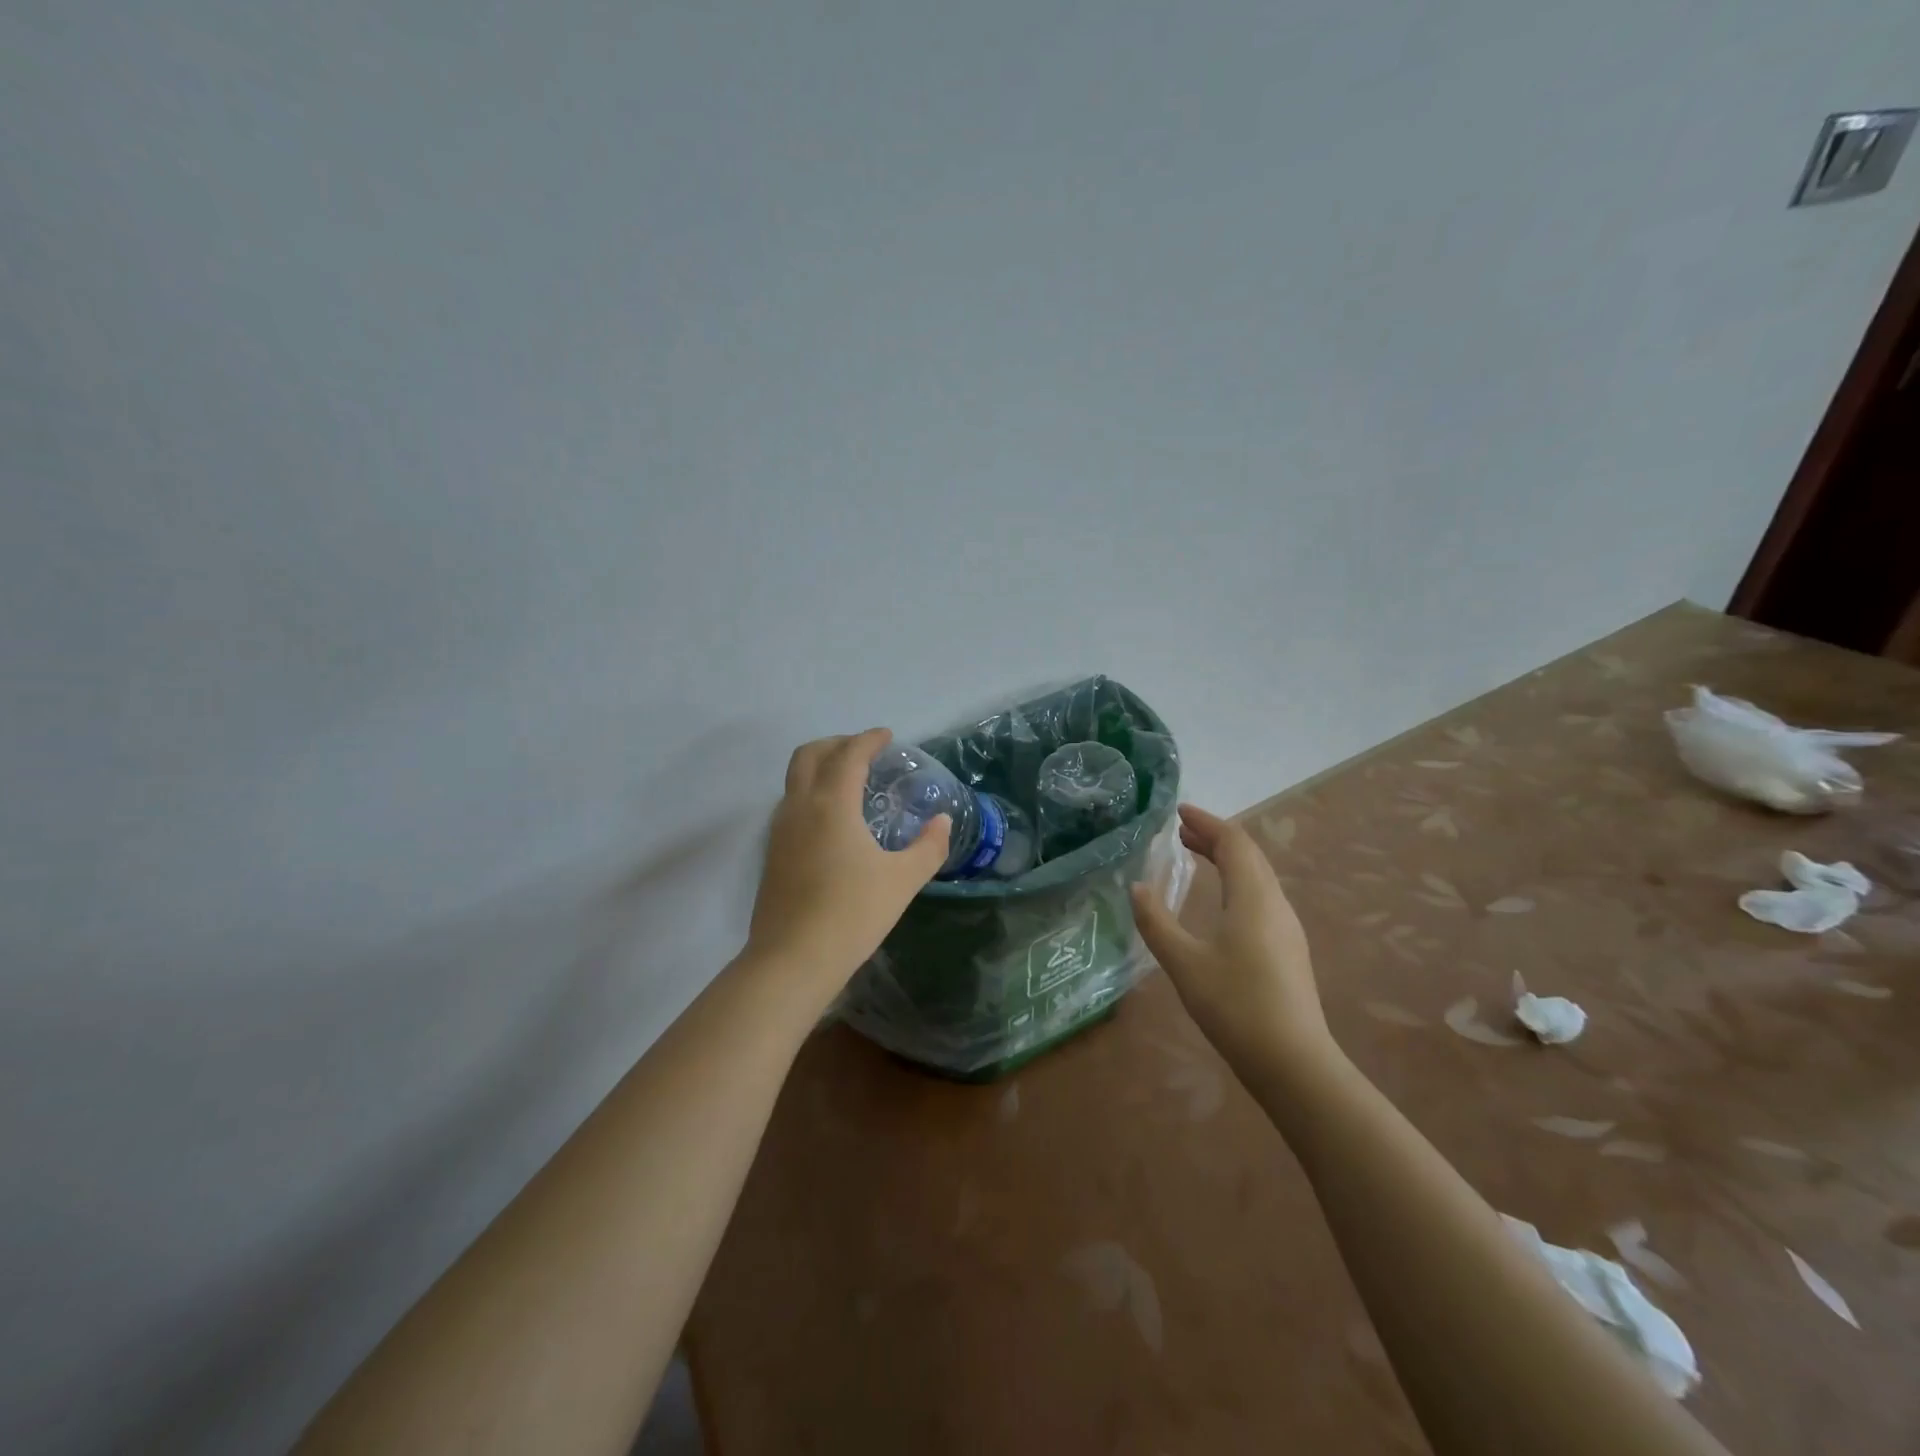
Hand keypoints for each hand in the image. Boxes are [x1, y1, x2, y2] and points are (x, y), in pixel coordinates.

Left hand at [746, 729, 950, 1007]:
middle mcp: (800, 806)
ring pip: (795, 778)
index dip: (869, 739)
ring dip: (821, 767)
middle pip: (810, 754)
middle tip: (865, 752)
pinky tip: (832, 820)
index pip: (849, 755)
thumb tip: (942, 821)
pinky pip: (790, 803)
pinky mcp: (772, 852)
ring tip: (850, 782)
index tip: (887, 736)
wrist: (792, 959)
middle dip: (837, 744)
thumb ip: (929, 846)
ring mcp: (780, 830)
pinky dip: (811, 792)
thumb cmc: (852, 914)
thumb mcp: (903, 880)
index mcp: (832, 804)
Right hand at [1129, 805, 1335, 1081]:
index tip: (1178, 811)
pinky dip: (1235, 882)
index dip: (1207, 822)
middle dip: (1214, 837)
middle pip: (1248, 855)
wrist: (1294, 1063)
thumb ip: (1156, 921)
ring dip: (1226, 859)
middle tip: (1180, 831)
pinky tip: (1219, 902)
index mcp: (1253, 897)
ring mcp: (1286, 928)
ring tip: (1194, 856)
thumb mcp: (1184, 962)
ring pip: (1257, 877)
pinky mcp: (1287, 949)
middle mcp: (1275, 904)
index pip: (1233, 842)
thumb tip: (1138, 886)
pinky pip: (1260, 897)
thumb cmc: (1235, 1006)